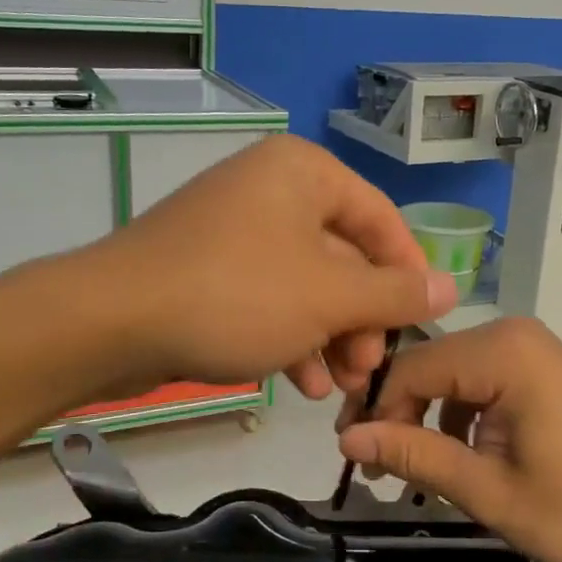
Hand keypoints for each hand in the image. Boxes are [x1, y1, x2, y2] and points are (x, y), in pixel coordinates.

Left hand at [88, 135, 457, 399]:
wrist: (109, 322)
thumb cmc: (235, 295)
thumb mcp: (328, 297)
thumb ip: (395, 293)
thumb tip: (452, 285)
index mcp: (304, 173)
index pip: (381, 218)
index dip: (407, 274)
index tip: (419, 325)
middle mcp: (272, 188)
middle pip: (343, 255)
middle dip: (362, 320)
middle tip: (370, 370)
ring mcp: (236, 227)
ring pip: (306, 283)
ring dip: (331, 337)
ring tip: (341, 389)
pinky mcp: (209, 266)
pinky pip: (268, 296)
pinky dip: (291, 336)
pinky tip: (304, 384)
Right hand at [337, 317, 561, 561]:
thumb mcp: (492, 491)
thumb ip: (418, 458)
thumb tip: (348, 440)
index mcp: (500, 353)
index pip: (410, 369)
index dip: (375, 412)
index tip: (354, 459)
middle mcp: (512, 334)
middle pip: (429, 366)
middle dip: (399, 415)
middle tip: (380, 471)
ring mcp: (531, 347)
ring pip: (452, 374)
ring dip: (430, 418)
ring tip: (417, 472)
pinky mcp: (542, 366)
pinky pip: (481, 380)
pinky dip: (462, 414)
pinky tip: (464, 456)